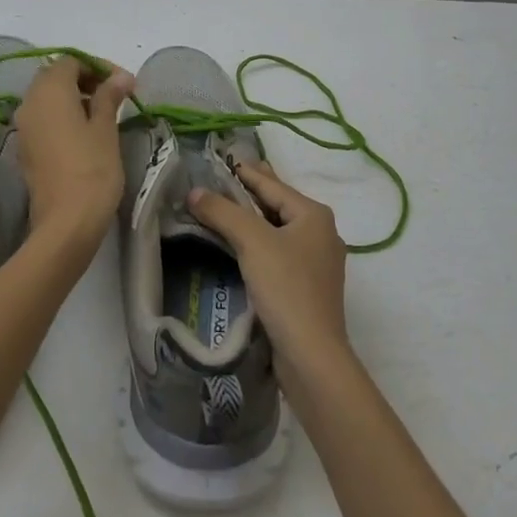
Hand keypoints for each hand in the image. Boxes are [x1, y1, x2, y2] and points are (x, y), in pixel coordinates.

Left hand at [13, 56, 133, 250]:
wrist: (65, 224)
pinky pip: (43, 119)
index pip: (71, 61)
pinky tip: (86, 132)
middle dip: (85, 79)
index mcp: (49, 91)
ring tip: (104, 113)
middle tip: (114, 94)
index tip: (124, 82)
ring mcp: (24, 127)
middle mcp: (30, 102)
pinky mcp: (26, 149)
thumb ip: (109, 96)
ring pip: (47, 98)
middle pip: (55, 76)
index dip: (98, 66)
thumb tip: (120, 77)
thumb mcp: (105, 128)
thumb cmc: (92, 169)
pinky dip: (63, 116)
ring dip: (74, 97)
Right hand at [188, 160, 350, 380]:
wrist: (312, 356)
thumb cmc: (286, 288)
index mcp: (314, 214)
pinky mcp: (308, 287)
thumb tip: (195, 191)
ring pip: (279, 229)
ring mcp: (318, 262)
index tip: (223, 160)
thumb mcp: (252, 242)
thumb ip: (223, 212)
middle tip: (225, 177)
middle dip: (251, 192)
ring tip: (228, 208)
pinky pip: (280, 252)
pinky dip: (260, 243)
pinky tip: (243, 247)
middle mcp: (321, 232)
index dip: (245, 172)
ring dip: (253, 220)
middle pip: (278, 204)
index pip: (272, 184)